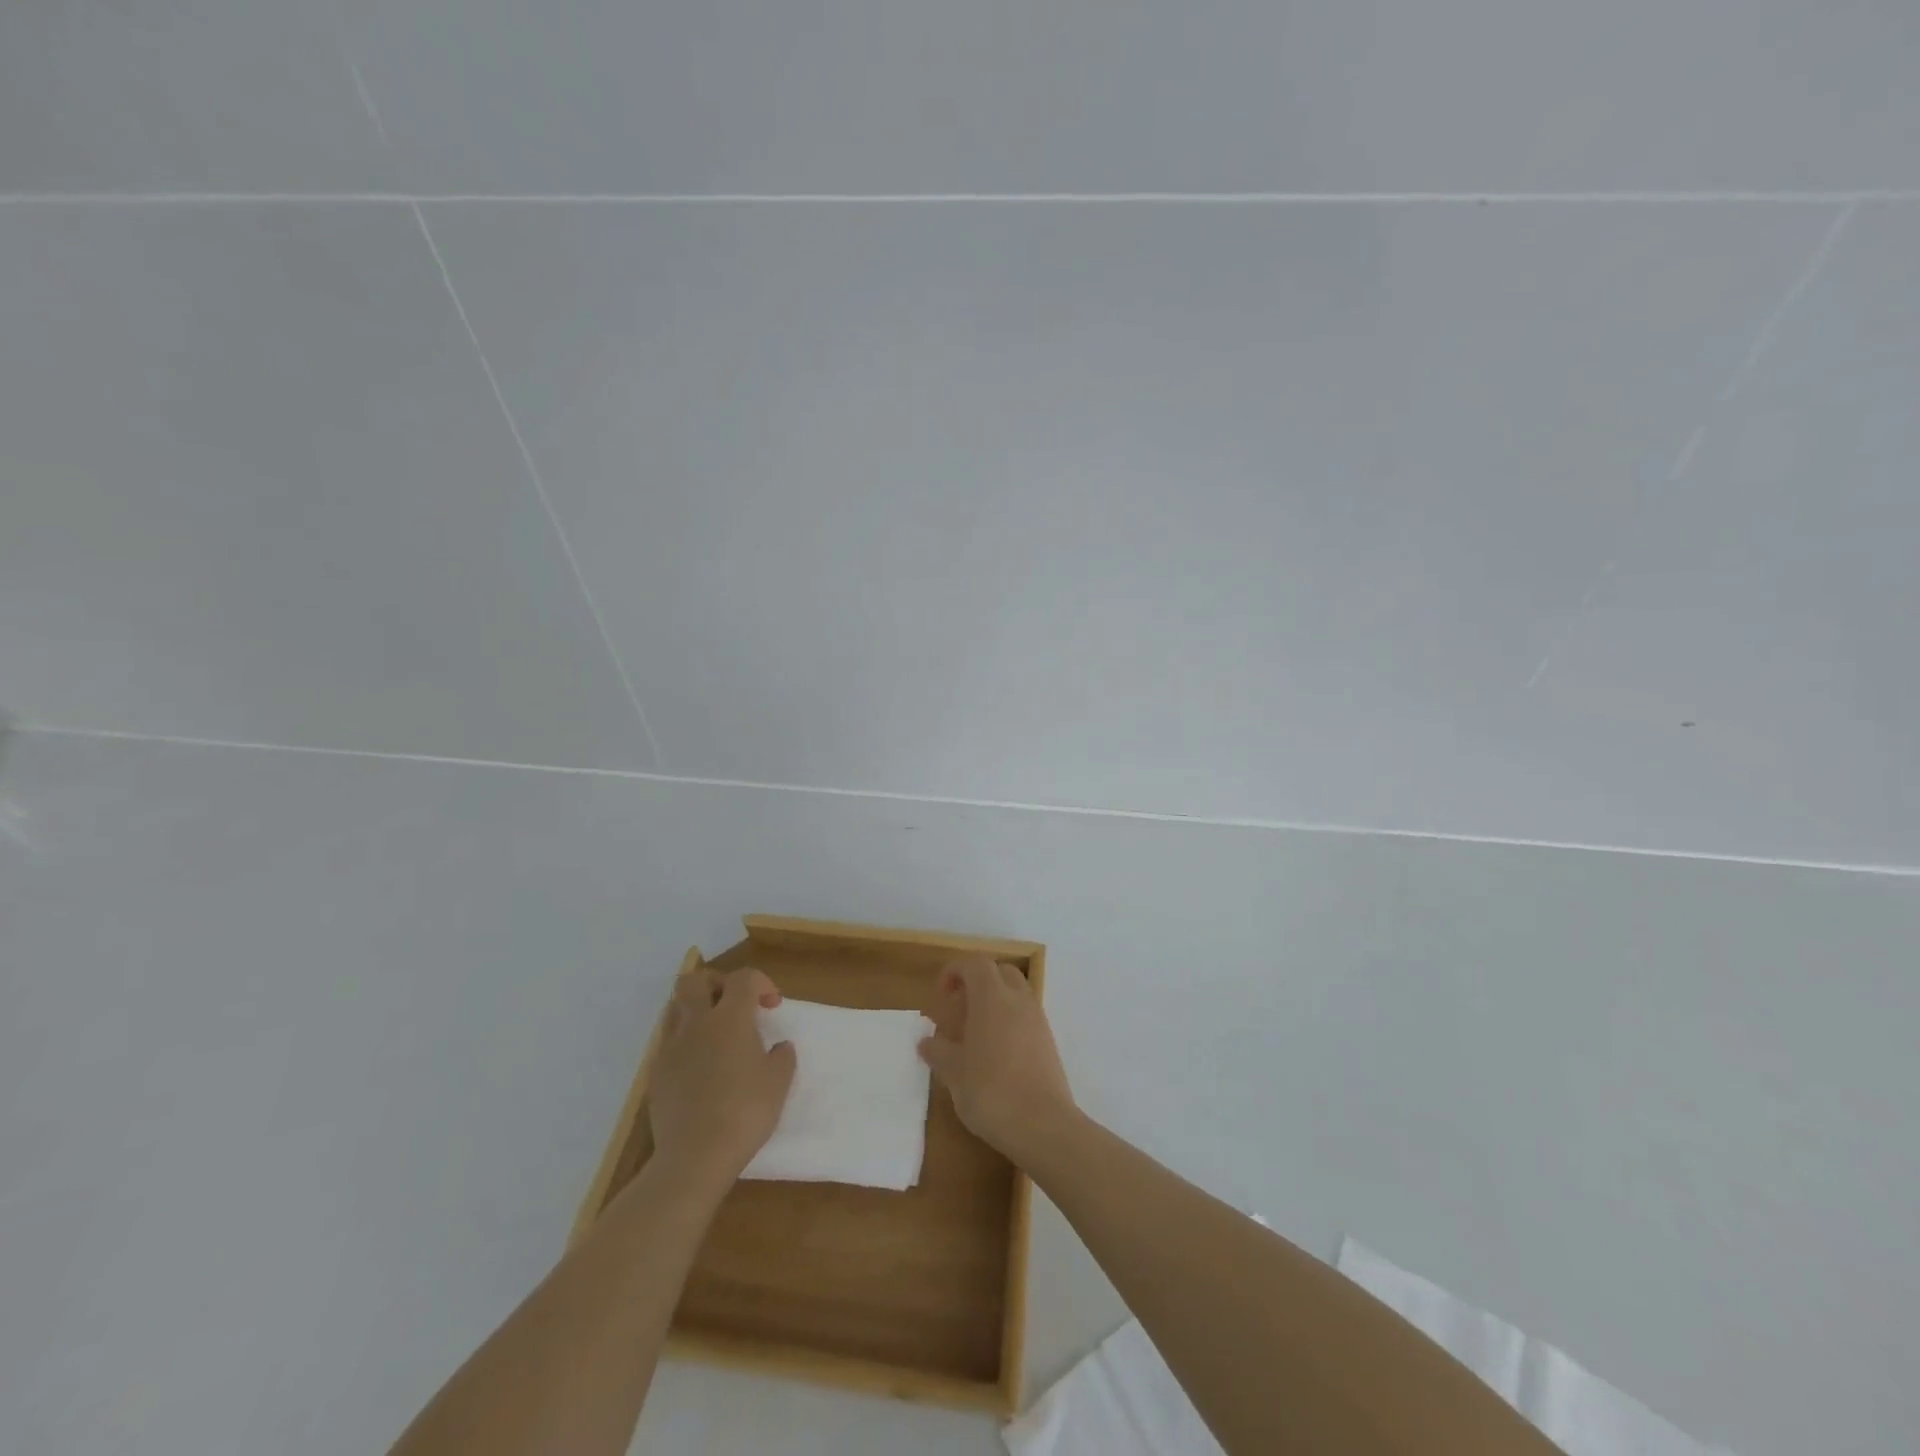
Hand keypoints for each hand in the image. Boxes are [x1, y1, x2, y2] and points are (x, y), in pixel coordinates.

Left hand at [648, 967, 796, 1191]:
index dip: (761, 983)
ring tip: (715, 1033)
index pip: (743, 978)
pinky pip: (668, 1041)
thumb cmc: (744, 1112)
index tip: (771, 1005)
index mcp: (730, 1017)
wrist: (694, 1156)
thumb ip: (782, 1057)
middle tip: (734, 1005)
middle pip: (695, 980)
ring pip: (675, 1007)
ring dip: (696, 1010)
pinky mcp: (656, 1072)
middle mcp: (697, 1022)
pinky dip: (684, 1041)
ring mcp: (671, 1047)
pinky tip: (699, 1066)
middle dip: (717, 984)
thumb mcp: (779, 1083)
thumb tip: (778, 1047)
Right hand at [919, 957, 1075, 1163]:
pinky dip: (1009, 1020)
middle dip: (977, 982)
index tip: (941, 996)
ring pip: (1016, 993)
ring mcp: (1038, 1020)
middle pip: (999, 972)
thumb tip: (926, 1041)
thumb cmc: (991, 1092)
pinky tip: (996, 1053)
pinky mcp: (1049, 1042)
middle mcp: (1018, 1000)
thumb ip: (938, 1052)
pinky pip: (1026, 1015)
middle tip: (959, 1010)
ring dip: (995, 1002)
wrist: (1043, 1125)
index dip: (954, 972)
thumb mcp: (954, 1073)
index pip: (974, 964)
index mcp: (992, 998)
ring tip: (975, 1034)